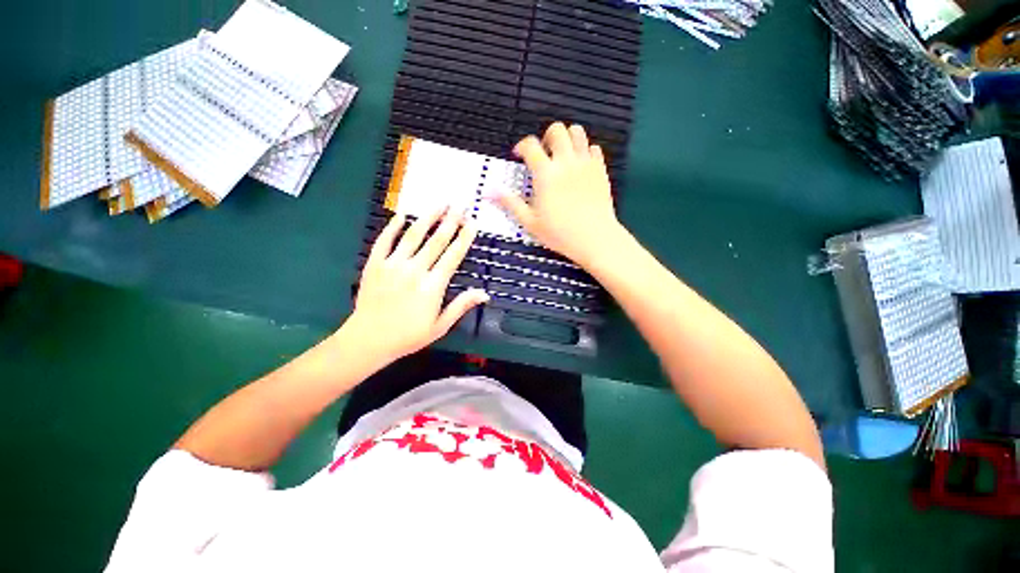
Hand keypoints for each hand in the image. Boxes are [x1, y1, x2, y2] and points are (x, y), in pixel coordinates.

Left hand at [345, 208, 488, 362]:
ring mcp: (392, 265)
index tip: (472, 223)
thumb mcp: (440, 326)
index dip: (464, 238)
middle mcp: (415, 270)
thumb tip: (484, 294)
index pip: (453, 256)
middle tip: (459, 205)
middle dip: (450, 221)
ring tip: (439, 204)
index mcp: (433, 286)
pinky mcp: (374, 264)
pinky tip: (401, 215)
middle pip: (436, 240)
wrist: (368, 340)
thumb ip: (461, 306)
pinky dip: (392, 226)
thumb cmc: (408, 336)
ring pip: (412, 235)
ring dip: (427, 218)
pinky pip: (384, 240)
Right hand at [496, 122, 624, 266]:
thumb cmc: (559, 233)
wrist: (594, 238)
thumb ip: (510, 203)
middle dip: (546, 137)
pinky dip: (585, 151)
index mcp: (545, 174)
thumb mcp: (530, 222)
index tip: (519, 156)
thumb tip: (489, 192)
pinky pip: (594, 148)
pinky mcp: (600, 170)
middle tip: (543, 154)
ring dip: (567, 138)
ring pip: (577, 132)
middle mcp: (566, 162)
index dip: (522, 146)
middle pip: (556, 130)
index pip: (530, 145)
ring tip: (562, 156)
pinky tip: (580, 166)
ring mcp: (585, 163)